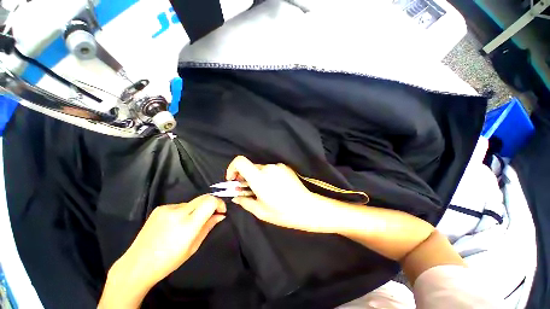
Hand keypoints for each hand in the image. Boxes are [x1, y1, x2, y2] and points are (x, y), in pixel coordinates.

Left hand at [99, 195, 225, 307]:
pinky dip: (184, 211)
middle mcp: (178, 212)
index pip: (210, 201)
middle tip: (211, 214)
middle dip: (211, 204)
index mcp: (188, 225)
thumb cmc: (169, 260)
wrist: (137, 264)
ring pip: (192, 202)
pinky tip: (176, 224)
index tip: (221, 211)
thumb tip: (220, 215)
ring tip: (188, 224)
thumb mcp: (193, 246)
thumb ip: (208, 227)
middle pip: (203, 197)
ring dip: (196, 209)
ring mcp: (167, 208)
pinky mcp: (160, 208)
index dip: (219, 203)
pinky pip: (180, 205)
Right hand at [226, 156, 336, 232]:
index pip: (240, 161)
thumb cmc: (283, 212)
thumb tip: (235, 196)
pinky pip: (271, 169)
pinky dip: (268, 176)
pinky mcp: (285, 167)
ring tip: (265, 191)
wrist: (307, 207)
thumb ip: (245, 201)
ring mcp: (278, 166)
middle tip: (249, 191)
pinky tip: (275, 188)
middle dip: (246, 178)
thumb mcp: (260, 211)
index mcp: (259, 178)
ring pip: (261, 169)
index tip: (233, 180)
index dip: (232, 168)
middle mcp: (268, 168)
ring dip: (258, 178)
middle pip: (250, 167)